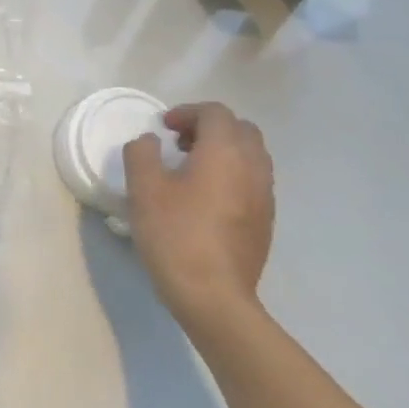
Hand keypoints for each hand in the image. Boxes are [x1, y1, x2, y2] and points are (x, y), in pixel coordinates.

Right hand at [122, 102, 274, 331]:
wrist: (213, 295)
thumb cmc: (175, 234)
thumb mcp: (144, 188)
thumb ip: (142, 153)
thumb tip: (150, 142)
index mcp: (225, 152)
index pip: (215, 113)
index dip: (187, 112)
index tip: (164, 128)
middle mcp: (253, 167)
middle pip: (241, 129)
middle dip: (210, 127)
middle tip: (179, 143)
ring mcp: (265, 195)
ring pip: (251, 155)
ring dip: (223, 151)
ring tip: (192, 169)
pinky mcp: (266, 221)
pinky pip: (253, 181)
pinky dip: (232, 174)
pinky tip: (206, 199)